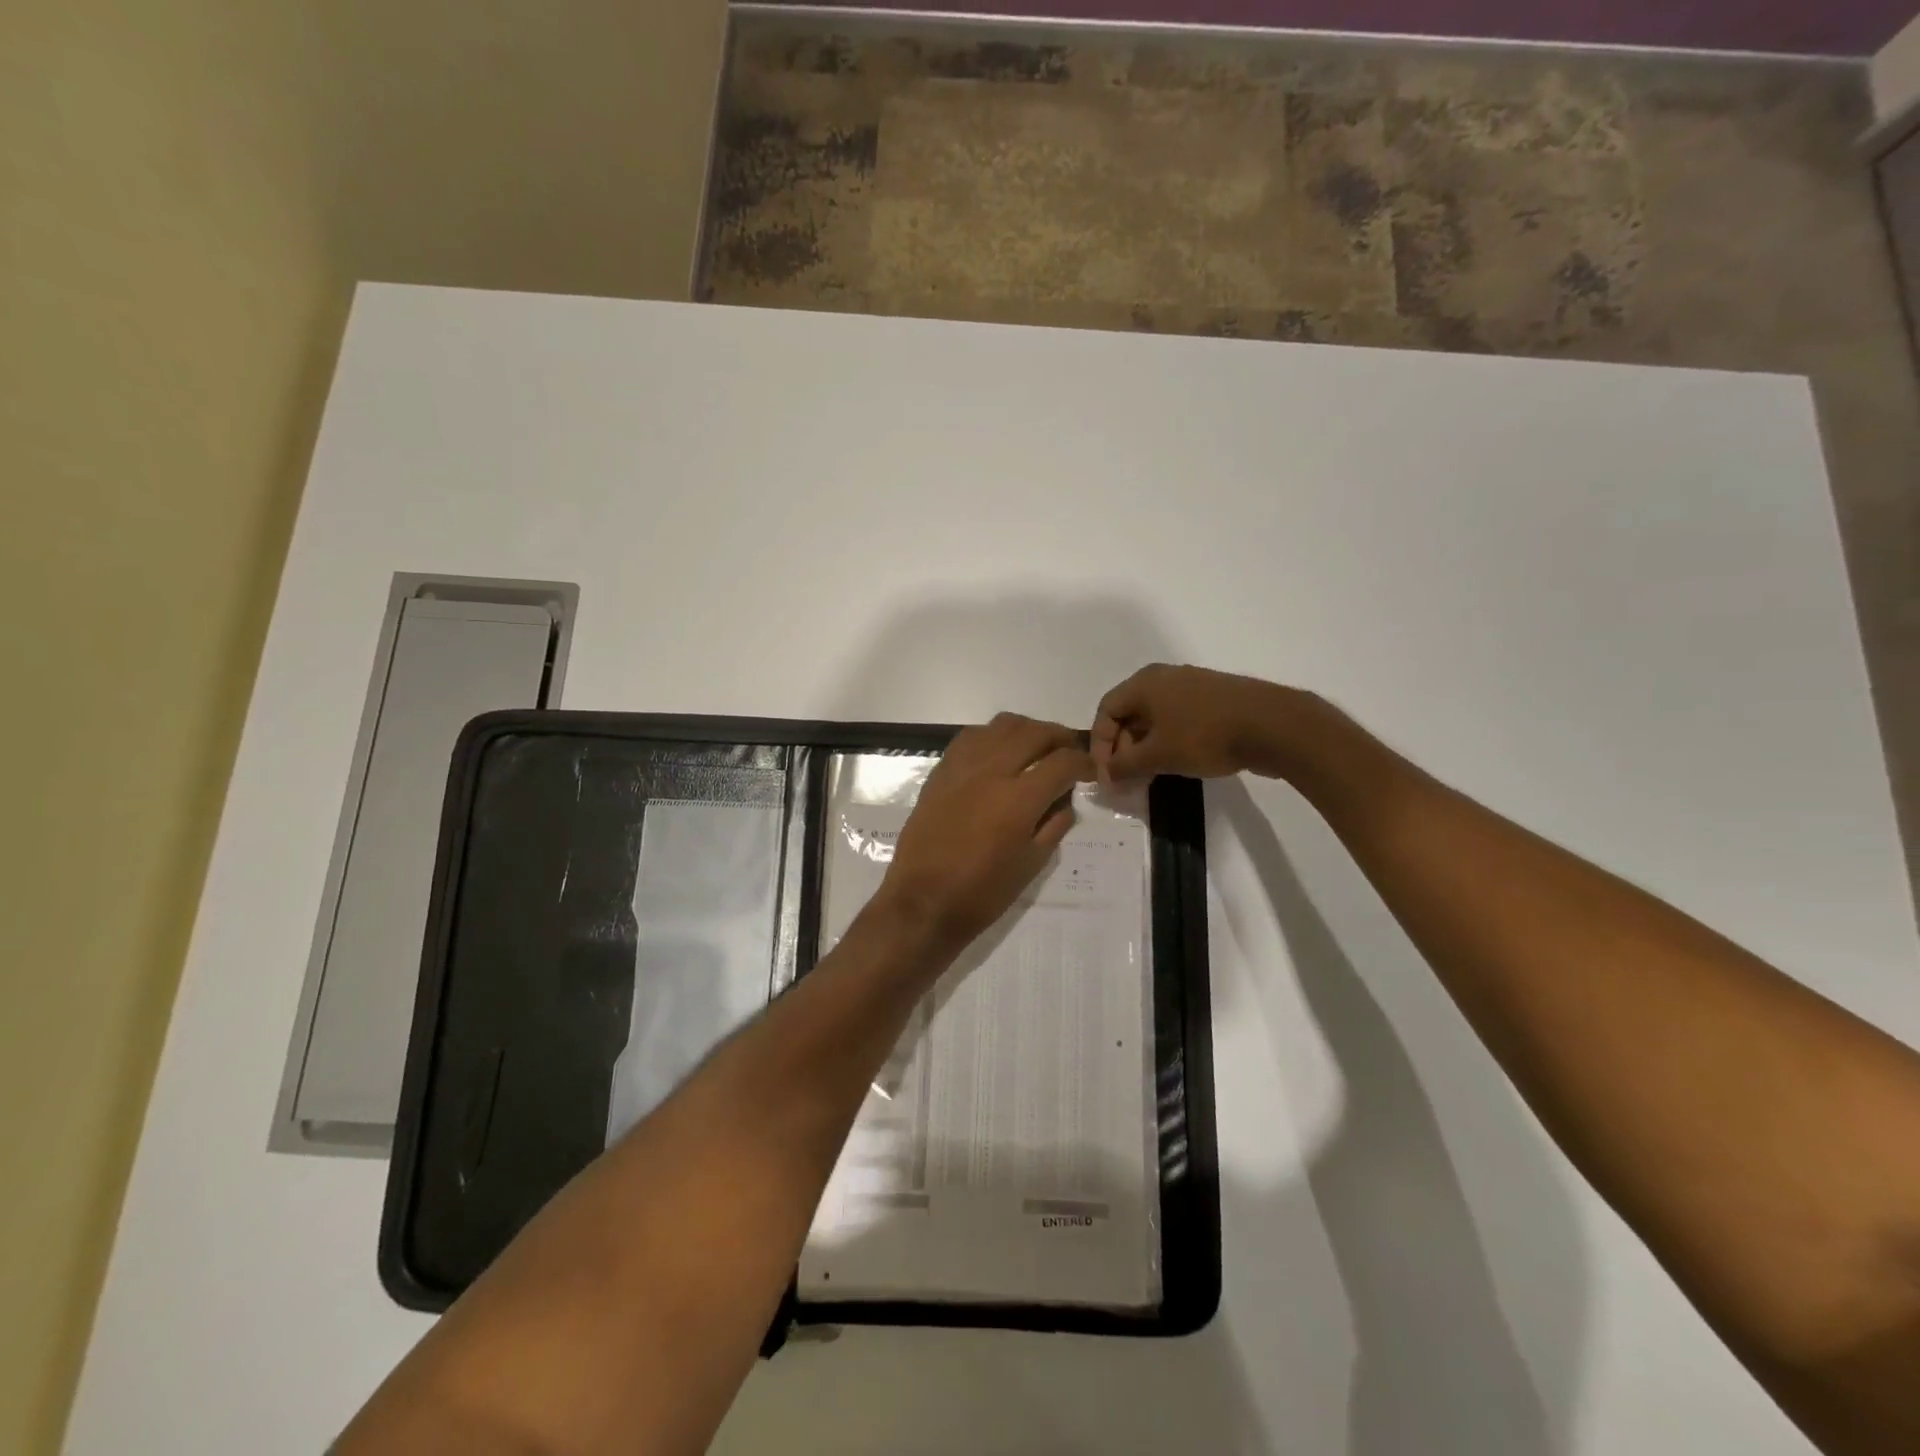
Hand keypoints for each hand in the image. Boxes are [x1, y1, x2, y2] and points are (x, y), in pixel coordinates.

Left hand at [874, 713, 1092, 956]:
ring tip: (1037, 748)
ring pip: (1003, 725)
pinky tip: (999, 754)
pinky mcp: (941, 770)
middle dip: (1060, 738)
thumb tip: (1064, 799)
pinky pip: (973, 736)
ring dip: (1028, 731)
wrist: (922, 900)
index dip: (1084, 762)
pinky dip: (994, 736)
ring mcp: (963, 766)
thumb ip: (1054, 824)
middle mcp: (992, 770)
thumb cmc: (982, 892)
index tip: (1090, 771)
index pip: (1063, 762)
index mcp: (1019, 798)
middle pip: (1035, 732)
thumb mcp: (1032, 864)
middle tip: (1070, 752)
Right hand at [1091, 663, 1290, 784]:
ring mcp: (1192, 686)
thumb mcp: (1158, 756)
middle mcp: (1164, 677)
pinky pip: (1178, 719)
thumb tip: (1106, 775)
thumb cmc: (1205, 736)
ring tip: (1149, 777)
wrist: (1273, 726)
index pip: (1106, 711)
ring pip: (1155, 718)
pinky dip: (1168, 741)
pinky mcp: (1214, 700)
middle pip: (1129, 713)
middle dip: (1122, 748)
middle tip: (1127, 780)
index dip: (1100, 745)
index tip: (1107, 775)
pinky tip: (1177, 764)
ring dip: (1145, 748)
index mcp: (1145, 683)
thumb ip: (1125, 765)